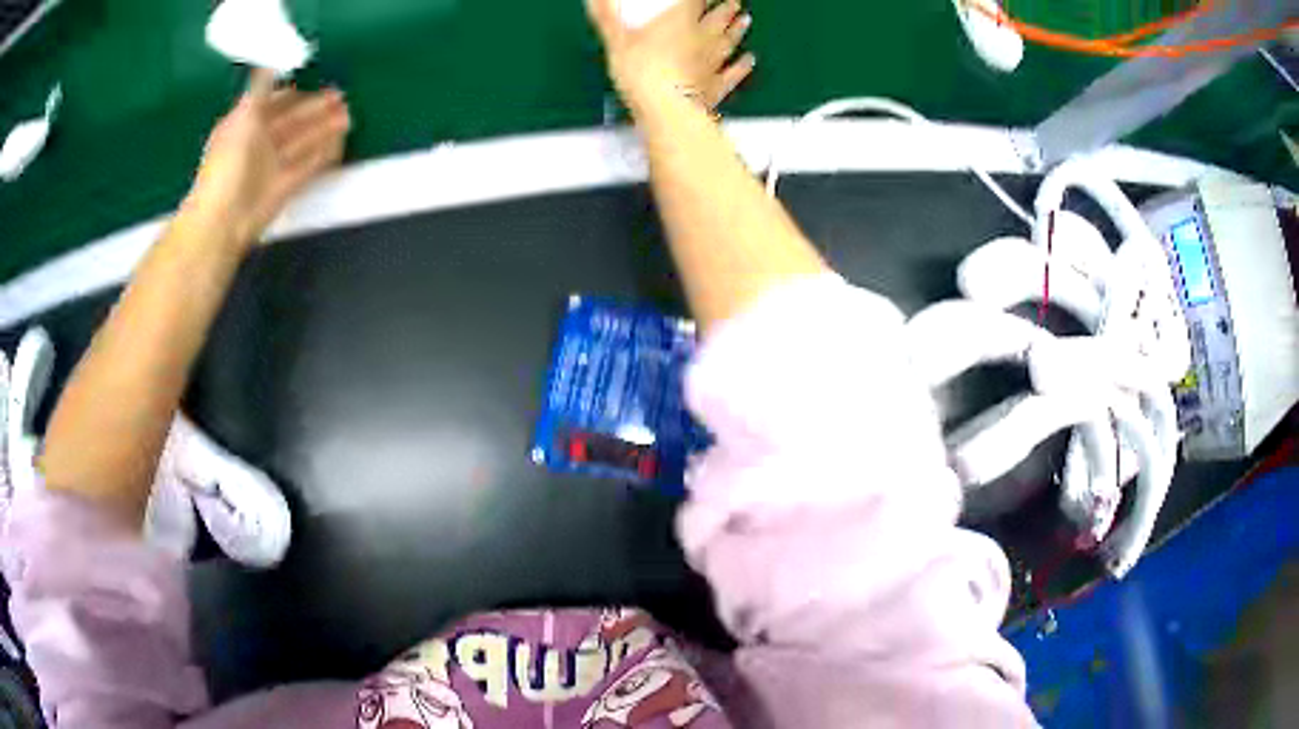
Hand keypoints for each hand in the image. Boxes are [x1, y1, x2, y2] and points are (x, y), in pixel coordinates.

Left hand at [187, 70, 351, 249]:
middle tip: (342, 99)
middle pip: (291, 122)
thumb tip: (271, 57)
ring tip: (348, 118)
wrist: (224, 219)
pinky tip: (340, 144)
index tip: (315, 83)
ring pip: (302, 142)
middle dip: (315, 110)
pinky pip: (307, 166)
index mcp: (244, 124)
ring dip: (324, 130)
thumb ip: (261, 85)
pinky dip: (323, 155)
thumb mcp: (244, 114)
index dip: (294, 93)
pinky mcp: (284, 188)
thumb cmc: (229, 163)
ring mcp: (271, 167)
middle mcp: (257, 144)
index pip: (272, 103)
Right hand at [586, 0, 754, 113]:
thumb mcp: (616, 41)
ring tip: (745, 21)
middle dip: (727, 9)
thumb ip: (607, 17)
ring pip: (729, 42)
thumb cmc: (642, 73)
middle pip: (718, 19)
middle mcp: (702, 39)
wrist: (668, 111)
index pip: (696, 1)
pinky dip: (742, 66)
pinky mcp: (717, 87)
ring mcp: (712, 63)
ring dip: (738, 31)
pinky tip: (748, 60)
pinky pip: (733, 73)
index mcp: (680, 22)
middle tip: (735, 2)